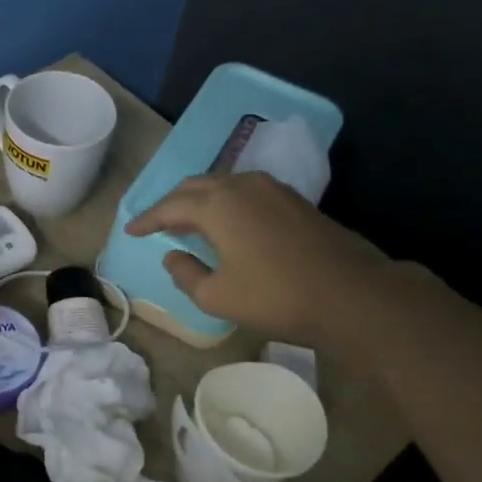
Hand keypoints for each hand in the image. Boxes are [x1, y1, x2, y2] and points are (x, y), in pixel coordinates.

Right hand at [124, 172, 392, 342]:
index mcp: (218, 205)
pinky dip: (224, 203)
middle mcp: (242, 186)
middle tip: (155, 223)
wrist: (351, 294)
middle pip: (195, 186)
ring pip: (222, 185)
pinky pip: (244, 191)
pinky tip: (224, 223)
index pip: (170, 205)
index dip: (147, 219)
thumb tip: (173, 255)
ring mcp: (272, 189)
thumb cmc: (275, 297)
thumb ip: (185, 273)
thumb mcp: (217, 296)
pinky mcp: (293, 200)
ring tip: (186, 222)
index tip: (130, 230)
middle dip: (170, 203)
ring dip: (198, 200)